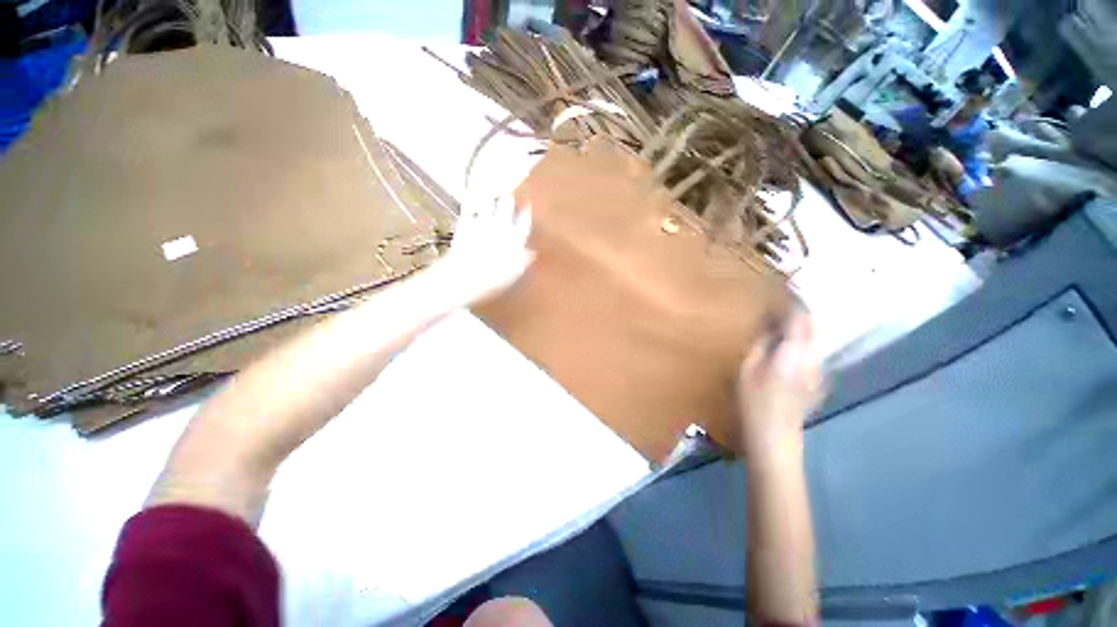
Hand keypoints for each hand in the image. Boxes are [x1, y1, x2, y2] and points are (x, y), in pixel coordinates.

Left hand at [433, 193, 534, 305]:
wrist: (462, 277)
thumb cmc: (491, 280)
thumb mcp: (512, 274)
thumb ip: (523, 260)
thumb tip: (532, 252)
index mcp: (514, 239)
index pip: (524, 220)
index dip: (526, 211)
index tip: (527, 203)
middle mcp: (499, 227)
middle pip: (506, 206)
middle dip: (508, 199)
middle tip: (509, 194)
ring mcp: (481, 223)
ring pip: (489, 202)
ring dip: (492, 196)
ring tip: (492, 192)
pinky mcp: (464, 223)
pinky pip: (470, 207)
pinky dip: (472, 201)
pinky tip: (472, 197)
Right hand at [737, 310, 824, 465]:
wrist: (775, 435)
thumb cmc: (754, 401)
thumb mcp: (747, 368)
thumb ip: (761, 344)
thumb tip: (767, 326)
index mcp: (794, 353)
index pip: (801, 319)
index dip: (792, 303)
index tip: (780, 291)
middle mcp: (813, 358)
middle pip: (811, 327)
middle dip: (797, 314)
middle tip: (777, 306)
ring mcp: (819, 371)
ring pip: (812, 340)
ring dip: (799, 329)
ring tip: (778, 325)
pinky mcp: (817, 380)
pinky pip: (810, 353)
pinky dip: (800, 345)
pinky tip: (784, 350)